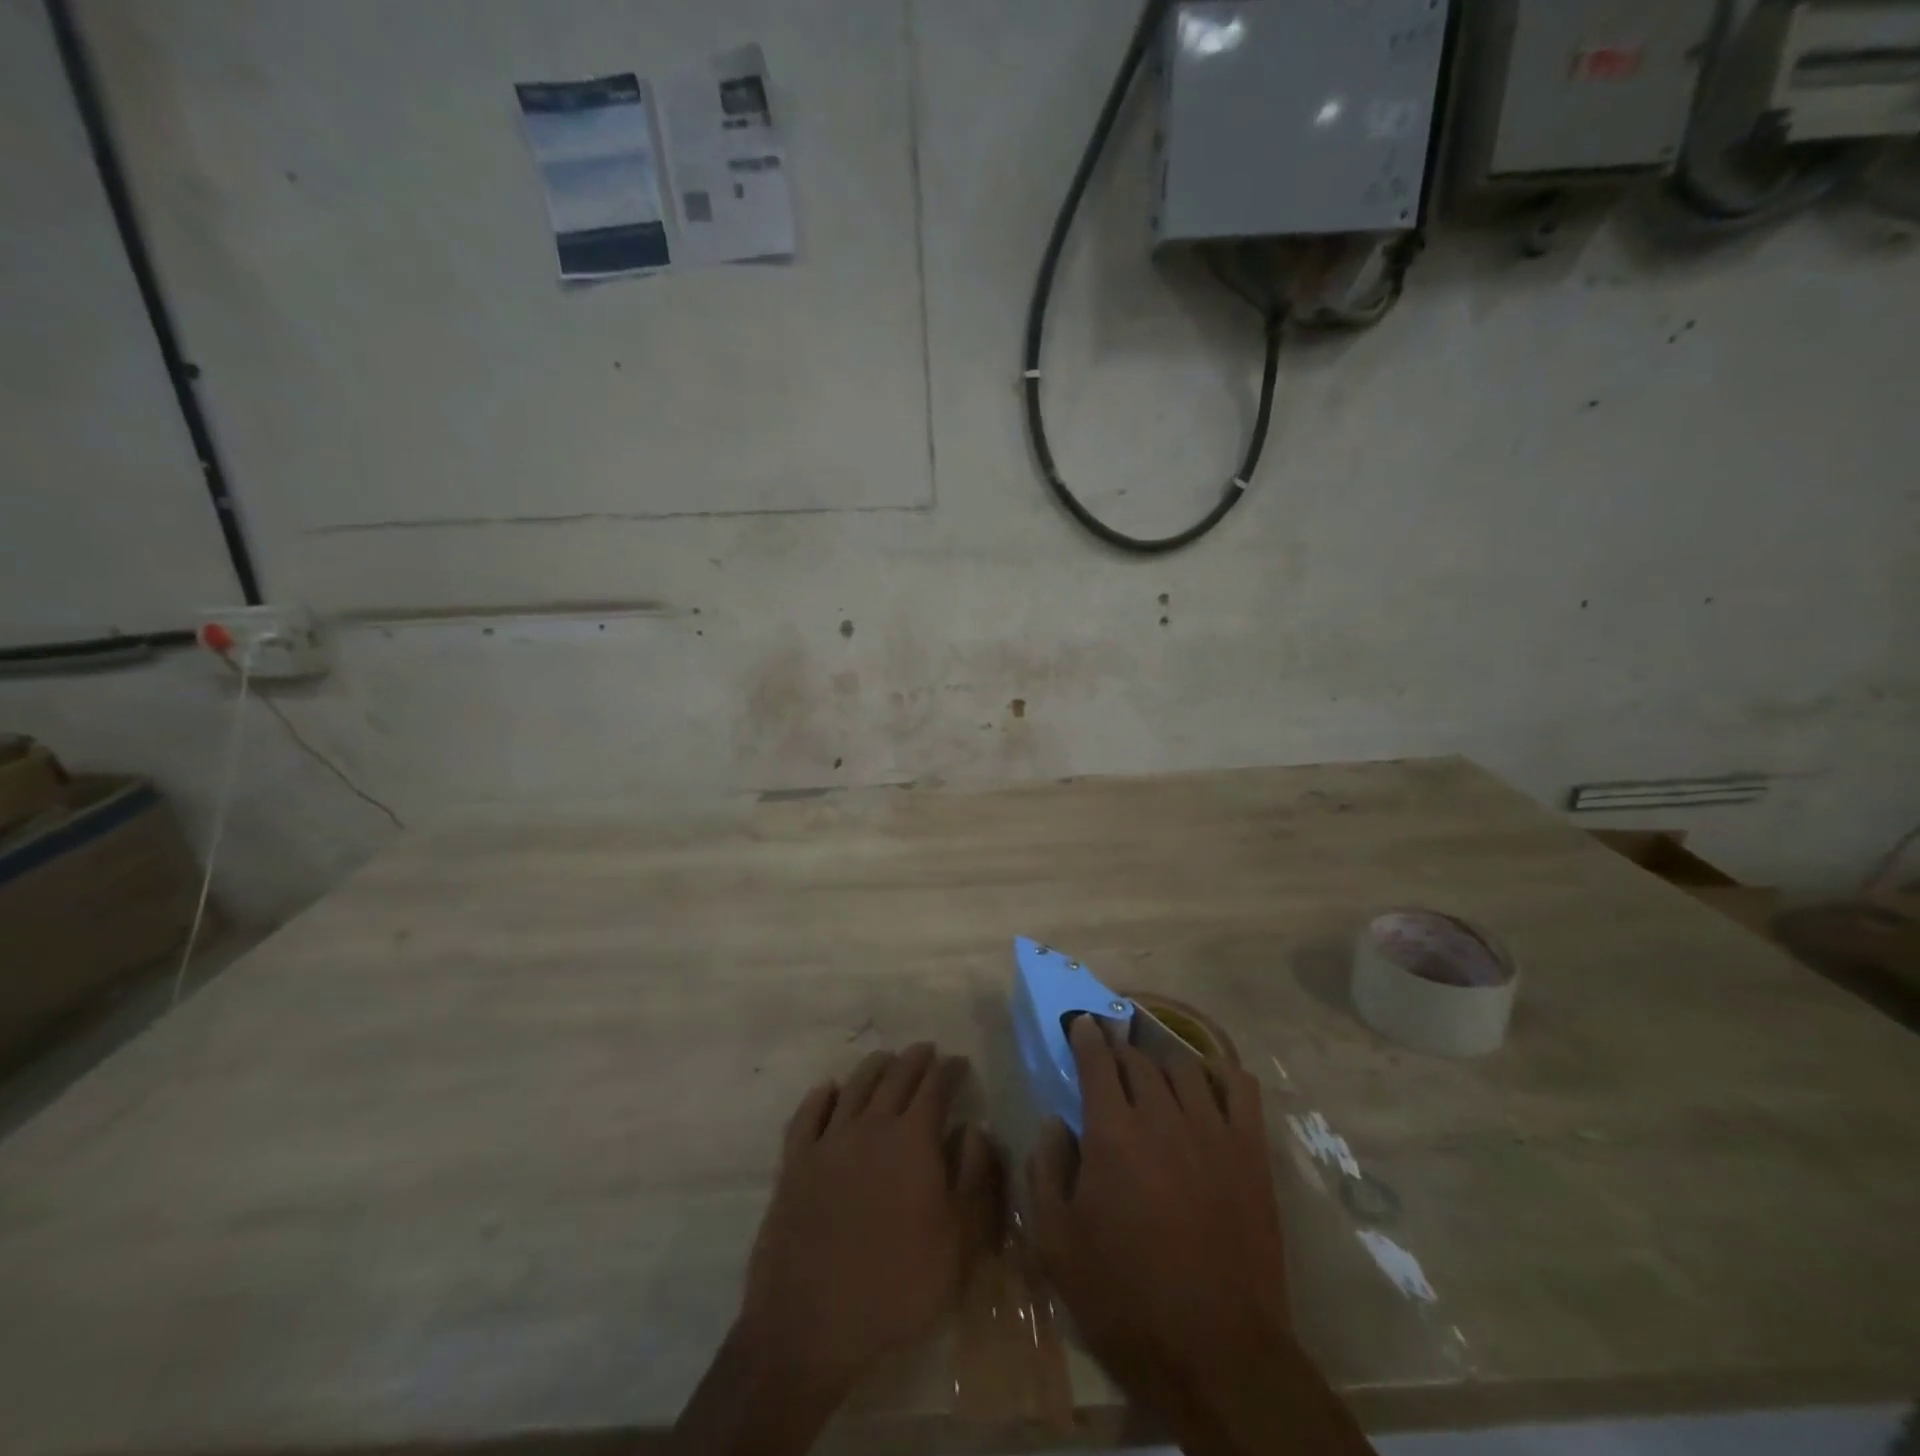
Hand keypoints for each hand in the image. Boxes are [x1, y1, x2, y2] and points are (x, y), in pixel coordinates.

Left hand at [740, 1042, 995, 1392]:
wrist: (811, 1325)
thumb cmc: (897, 1288)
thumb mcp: (958, 1243)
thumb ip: (972, 1178)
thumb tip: (975, 1129)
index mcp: (913, 1140)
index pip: (935, 1088)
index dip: (949, 1070)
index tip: (959, 1062)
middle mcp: (871, 1127)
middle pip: (896, 1078)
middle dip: (915, 1060)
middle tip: (927, 1051)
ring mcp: (829, 1142)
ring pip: (855, 1087)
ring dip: (875, 1067)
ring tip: (886, 1059)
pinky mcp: (795, 1164)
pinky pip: (808, 1115)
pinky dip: (822, 1095)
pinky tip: (829, 1090)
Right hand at [1026, 1016, 1291, 1413]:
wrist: (1217, 1354)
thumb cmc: (1125, 1299)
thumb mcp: (1057, 1244)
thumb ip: (1045, 1170)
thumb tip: (1053, 1122)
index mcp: (1112, 1133)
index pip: (1097, 1061)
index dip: (1087, 1036)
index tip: (1082, 1023)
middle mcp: (1162, 1116)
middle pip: (1140, 1060)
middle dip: (1120, 1051)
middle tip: (1112, 1057)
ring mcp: (1212, 1131)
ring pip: (1186, 1067)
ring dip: (1163, 1061)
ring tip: (1156, 1071)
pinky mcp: (1250, 1154)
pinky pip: (1241, 1090)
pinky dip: (1222, 1074)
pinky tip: (1210, 1082)